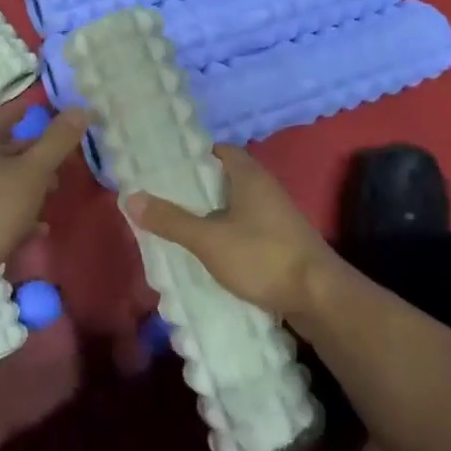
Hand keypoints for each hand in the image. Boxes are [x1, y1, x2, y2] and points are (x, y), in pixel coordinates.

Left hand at [0, 99, 89, 284]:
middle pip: (7, 149)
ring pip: (5, 181)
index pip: (6, 114)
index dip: (29, 111)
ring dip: (31, 186)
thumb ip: (56, 142)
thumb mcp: (31, 173)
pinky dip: (21, 215)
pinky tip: (39, 230)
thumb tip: (81, 108)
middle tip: (64, 161)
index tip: (54, 114)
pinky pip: (0, 211)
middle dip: (37, 153)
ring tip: (55, 194)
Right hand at [123, 146, 336, 319]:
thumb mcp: (208, 239)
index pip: (219, 151)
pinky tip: (207, 252)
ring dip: (210, 214)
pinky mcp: (281, 243)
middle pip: (224, 179)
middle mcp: (265, 190)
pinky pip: (245, 230)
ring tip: (177, 225)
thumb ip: (171, 220)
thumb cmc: (262, 257)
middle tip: (162, 197)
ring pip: (235, 207)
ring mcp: (277, 217)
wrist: (320, 299)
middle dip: (195, 189)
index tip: (165, 167)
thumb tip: (130, 197)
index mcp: (249, 176)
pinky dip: (225, 235)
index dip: (193, 156)